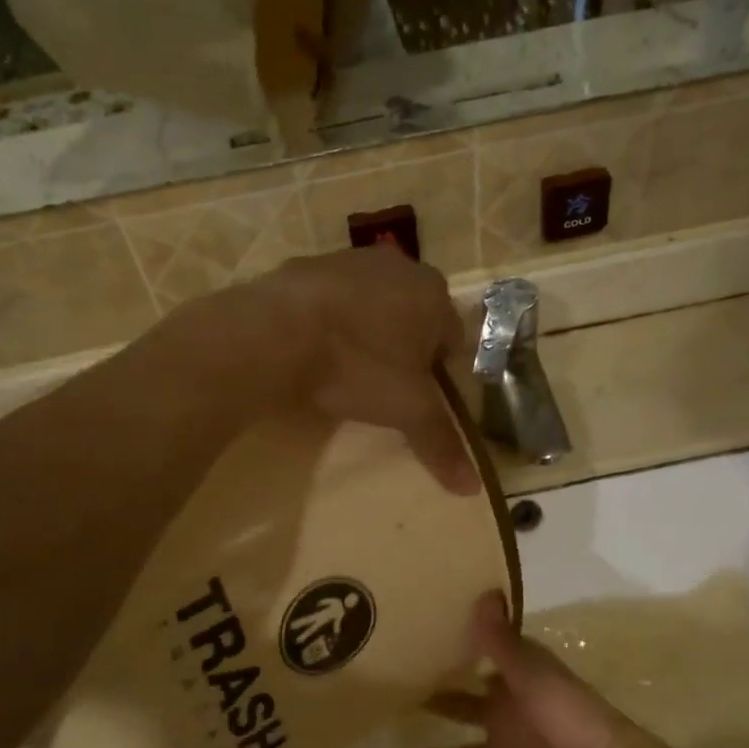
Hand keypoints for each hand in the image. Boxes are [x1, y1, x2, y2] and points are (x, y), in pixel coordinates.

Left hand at [237, 246, 476, 493]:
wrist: (276, 332)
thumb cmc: (358, 366)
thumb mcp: (407, 410)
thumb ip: (440, 443)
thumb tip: (472, 487)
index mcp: (434, 294)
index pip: (453, 339)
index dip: (440, 373)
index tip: (418, 398)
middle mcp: (400, 266)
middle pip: (414, 317)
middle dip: (404, 349)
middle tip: (384, 385)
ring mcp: (351, 260)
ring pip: (373, 304)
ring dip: (368, 332)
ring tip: (346, 368)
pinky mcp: (308, 265)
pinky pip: (333, 299)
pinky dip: (331, 321)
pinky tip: (315, 348)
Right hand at [422, 592, 635, 747]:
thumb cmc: (567, 714)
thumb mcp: (530, 672)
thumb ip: (502, 639)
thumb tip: (485, 591)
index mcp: (523, 665)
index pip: (490, 641)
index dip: (465, 630)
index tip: (432, 616)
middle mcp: (512, 691)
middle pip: (473, 676)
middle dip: (447, 668)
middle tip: (406, 659)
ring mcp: (507, 728)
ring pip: (467, 712)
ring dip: (443, 709)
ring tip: (404, 702)